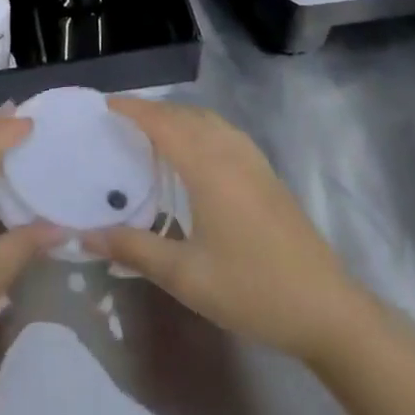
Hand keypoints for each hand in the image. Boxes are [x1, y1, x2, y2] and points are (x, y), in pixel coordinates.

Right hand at [83, 97, 361, 364]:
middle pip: (186, 115)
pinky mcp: (268, 175)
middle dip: (152, 111)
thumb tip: (87, 233)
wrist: (327, 310)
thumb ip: (134, 249)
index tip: (104, 105)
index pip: (163, 123)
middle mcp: (231, 152)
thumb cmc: (251, 289)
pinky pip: (225, 133)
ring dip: (178, 117)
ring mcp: (254, 162)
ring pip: (209, 121)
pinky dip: (200, 128)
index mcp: (209, 167)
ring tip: (151, 132)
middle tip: (119, 121)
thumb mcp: (185, 276)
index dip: (133, 109)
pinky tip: (194, 154)